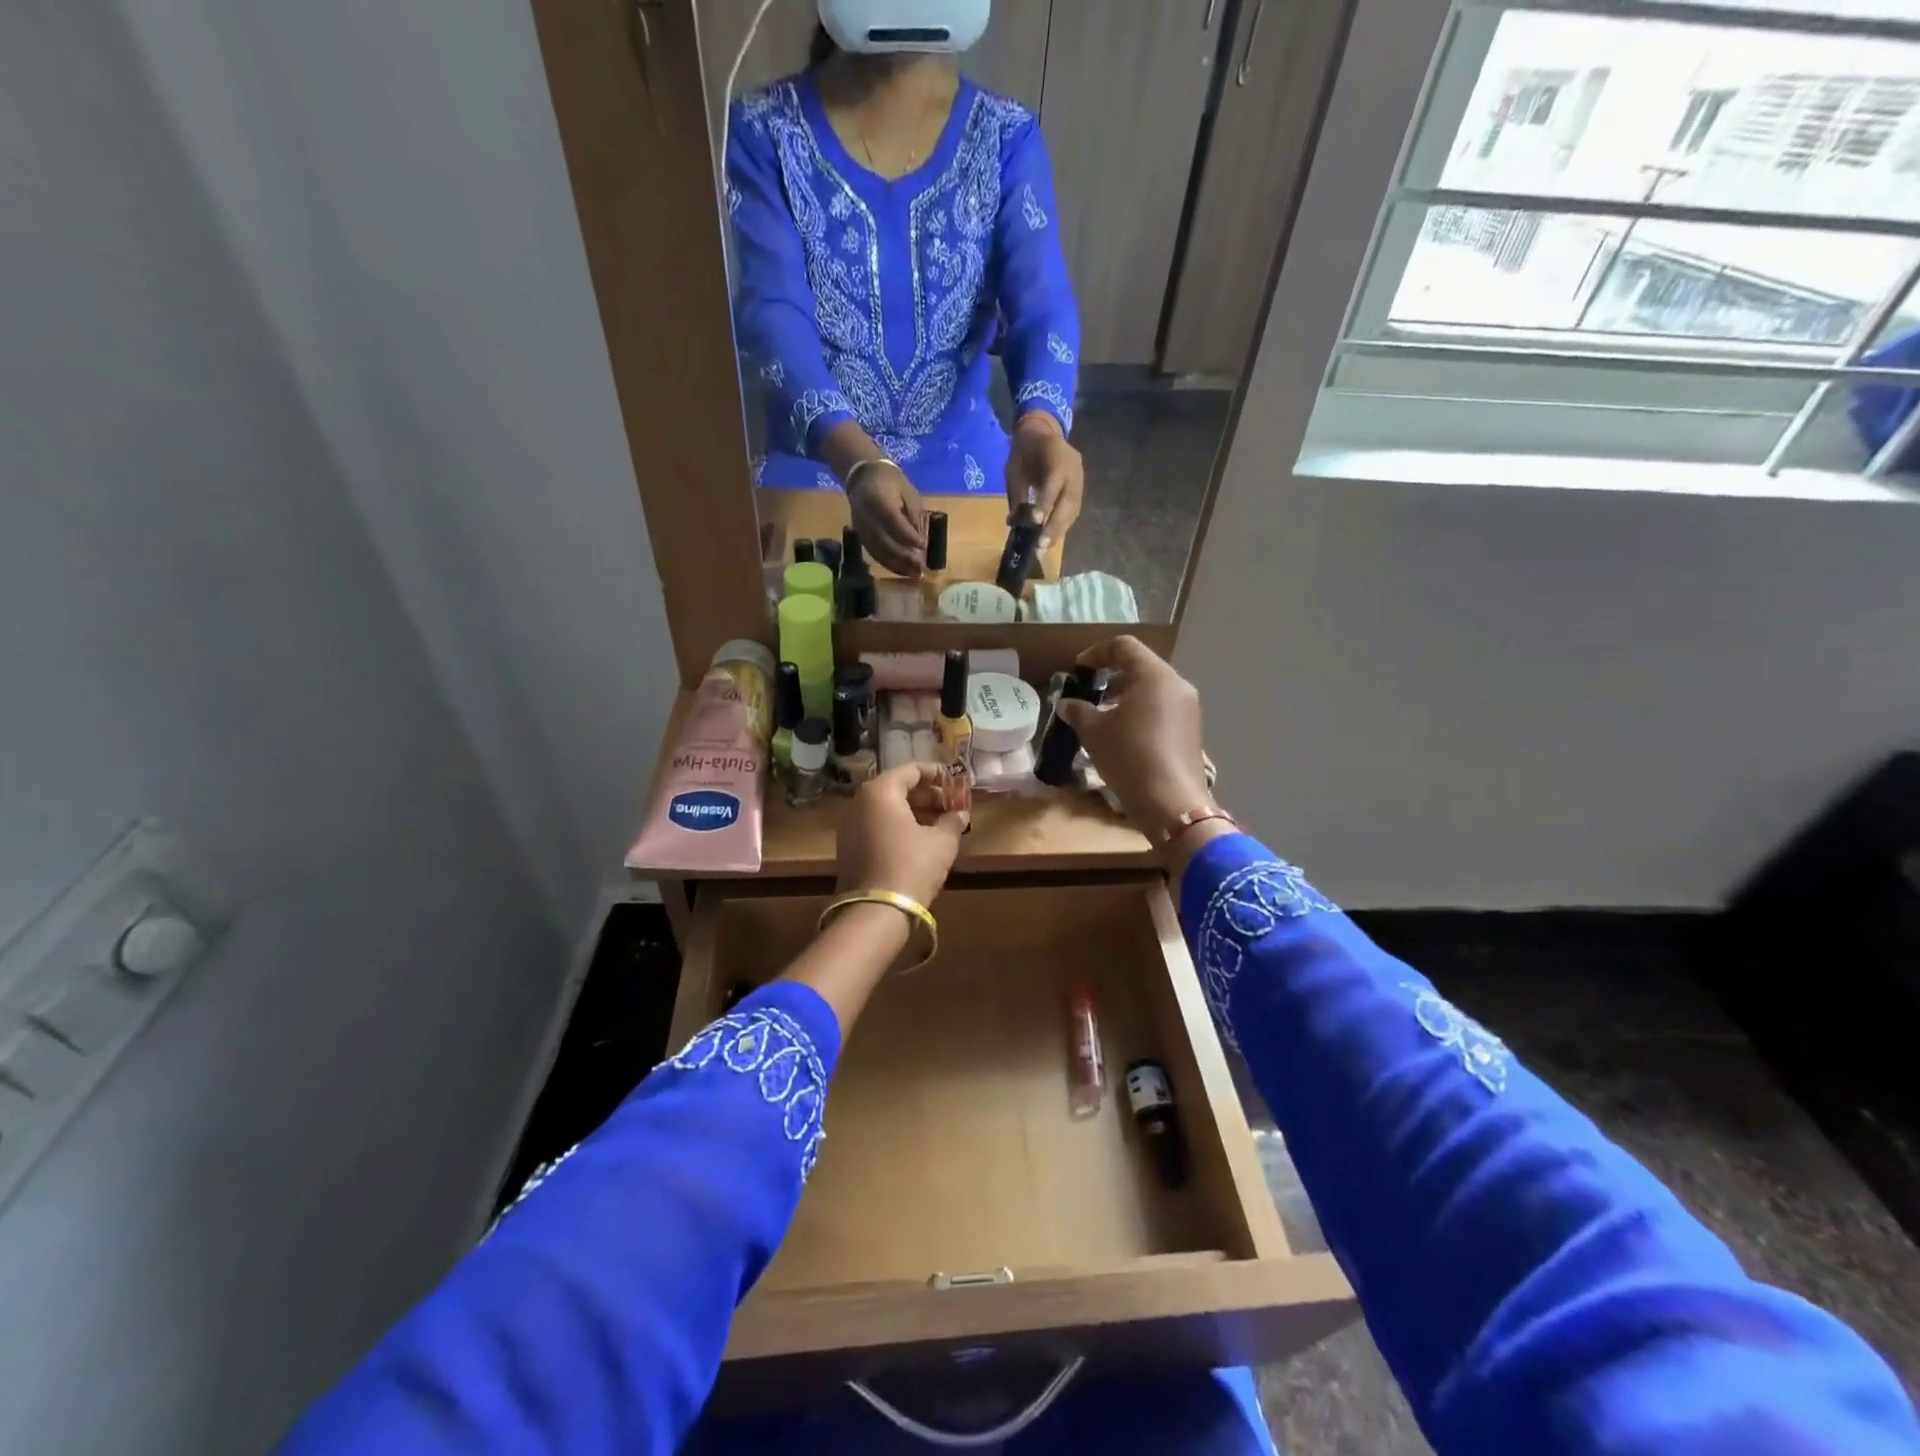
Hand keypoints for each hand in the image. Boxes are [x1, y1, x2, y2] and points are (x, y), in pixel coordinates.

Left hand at [835, 762, 965, 906]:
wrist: (875, 911)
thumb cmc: (911, 866)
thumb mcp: (942, 842)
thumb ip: (953, 821)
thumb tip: (961, 814)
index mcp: (880, 791)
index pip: (912, 770)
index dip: (938, 775)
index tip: (956, 784)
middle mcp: (860, 801)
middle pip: (898, 787)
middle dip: (927, 795)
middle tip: (952, 806)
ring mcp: (850, 824)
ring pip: (887, 807)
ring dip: (915, 811)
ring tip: (941, 824)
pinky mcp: (848, 846)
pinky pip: (877, 824)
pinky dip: (899, 825)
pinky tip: (921, 840)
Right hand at [846, 461, 926, 576]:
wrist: (862, 477)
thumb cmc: (890, 481)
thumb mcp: (908, 492)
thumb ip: (915, 515)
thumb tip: (921, 542)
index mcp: (878, 500)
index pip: (894, 522)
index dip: (909, 536)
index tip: (924, 546)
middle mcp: (866, 517)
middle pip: (885, 542)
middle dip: (905, 557)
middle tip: (922, 566)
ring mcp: (861, 529)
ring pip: (879, 552)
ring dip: (898, 565)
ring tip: (915, 574)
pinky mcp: (860, 537)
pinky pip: (874, 554)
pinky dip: (889, 564)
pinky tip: (903, 570)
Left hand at [1005, 411, 1084, 553]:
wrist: (1042, 433)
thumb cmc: (1024, 451)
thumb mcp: (1015, 468)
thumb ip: (1017, 494)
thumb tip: (1014, 523)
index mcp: (1057, 456)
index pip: (1053, 484)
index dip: (1045, 504)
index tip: (1036, 522)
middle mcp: (1074, 469)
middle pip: (1068, 502)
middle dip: (1055, 525)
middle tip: (1041, 545)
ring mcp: (1080, 480)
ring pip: (1073, 510)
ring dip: (1060, 530)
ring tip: (1045, 546)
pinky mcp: (1079, 490)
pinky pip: (1073, 510)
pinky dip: (1063, 525)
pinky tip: (1051, 537)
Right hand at [1053, 636, 1212, 842]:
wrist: (1171, 802)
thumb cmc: (1129, 757)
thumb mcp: (1094, 732)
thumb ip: (1078, 711)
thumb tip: (1066, 704)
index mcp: (1154, 675)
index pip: (1124, 647)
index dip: (1097, 653)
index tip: (1078, 670)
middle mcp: (1176, 684)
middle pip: (1141, 666)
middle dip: (1112, 676)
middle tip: (1090, 692)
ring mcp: (1188, 708)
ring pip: (1153, 688)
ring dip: (1126, 695)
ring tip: (1103, 715)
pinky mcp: (1191, 730)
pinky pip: (1162, 708)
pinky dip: (1141, 710)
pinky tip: (1123, 733)